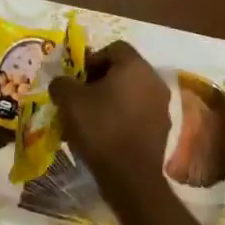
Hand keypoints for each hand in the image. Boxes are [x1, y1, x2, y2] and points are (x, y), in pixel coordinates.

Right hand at [48, 41, 171, 203]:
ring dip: (111, 98)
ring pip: (131, 92)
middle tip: (81, 96)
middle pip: (124, 70)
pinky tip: (105, 133)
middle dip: (100, 80)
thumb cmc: (100, 128)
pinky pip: (138, 112)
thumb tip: (62, 83)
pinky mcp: (162, 128)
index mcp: (135, 67)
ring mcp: (162, 106)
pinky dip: (122, 116)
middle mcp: (154, 81)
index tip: (77, 78)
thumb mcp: (68, 100)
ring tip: (90, 117)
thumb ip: (62, 82)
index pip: (114, 48)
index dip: (92, 59)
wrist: (130, 176)